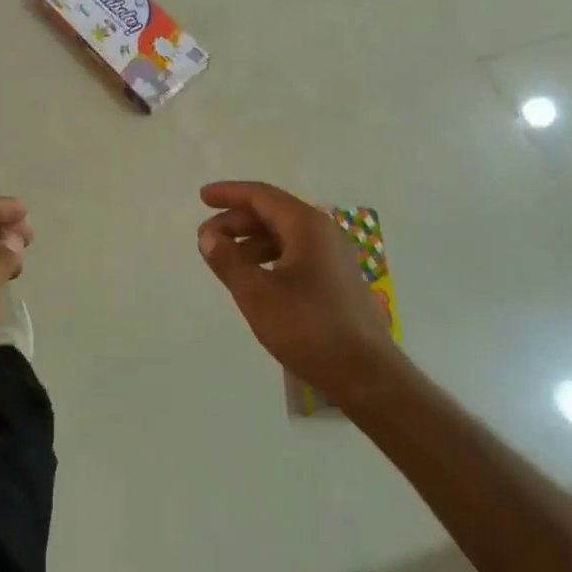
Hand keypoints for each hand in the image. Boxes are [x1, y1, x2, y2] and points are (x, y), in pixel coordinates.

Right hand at [197, 181, 403, 407]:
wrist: (368, 377)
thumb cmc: (309, 328)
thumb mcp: (257, 294)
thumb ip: (228, 260)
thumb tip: (208, 236)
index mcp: (307, 225)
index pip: (261, 195)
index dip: (229, 193)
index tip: (203, 197)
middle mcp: (324, 232)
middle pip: (273, 212)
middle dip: (237, 221)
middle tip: (207, 238)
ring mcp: (335, 256)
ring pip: (285, 235)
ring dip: (252, 241)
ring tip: (226, 261)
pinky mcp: (339, 280)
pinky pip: (297, 254)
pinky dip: (270, 257)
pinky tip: (257, 279)